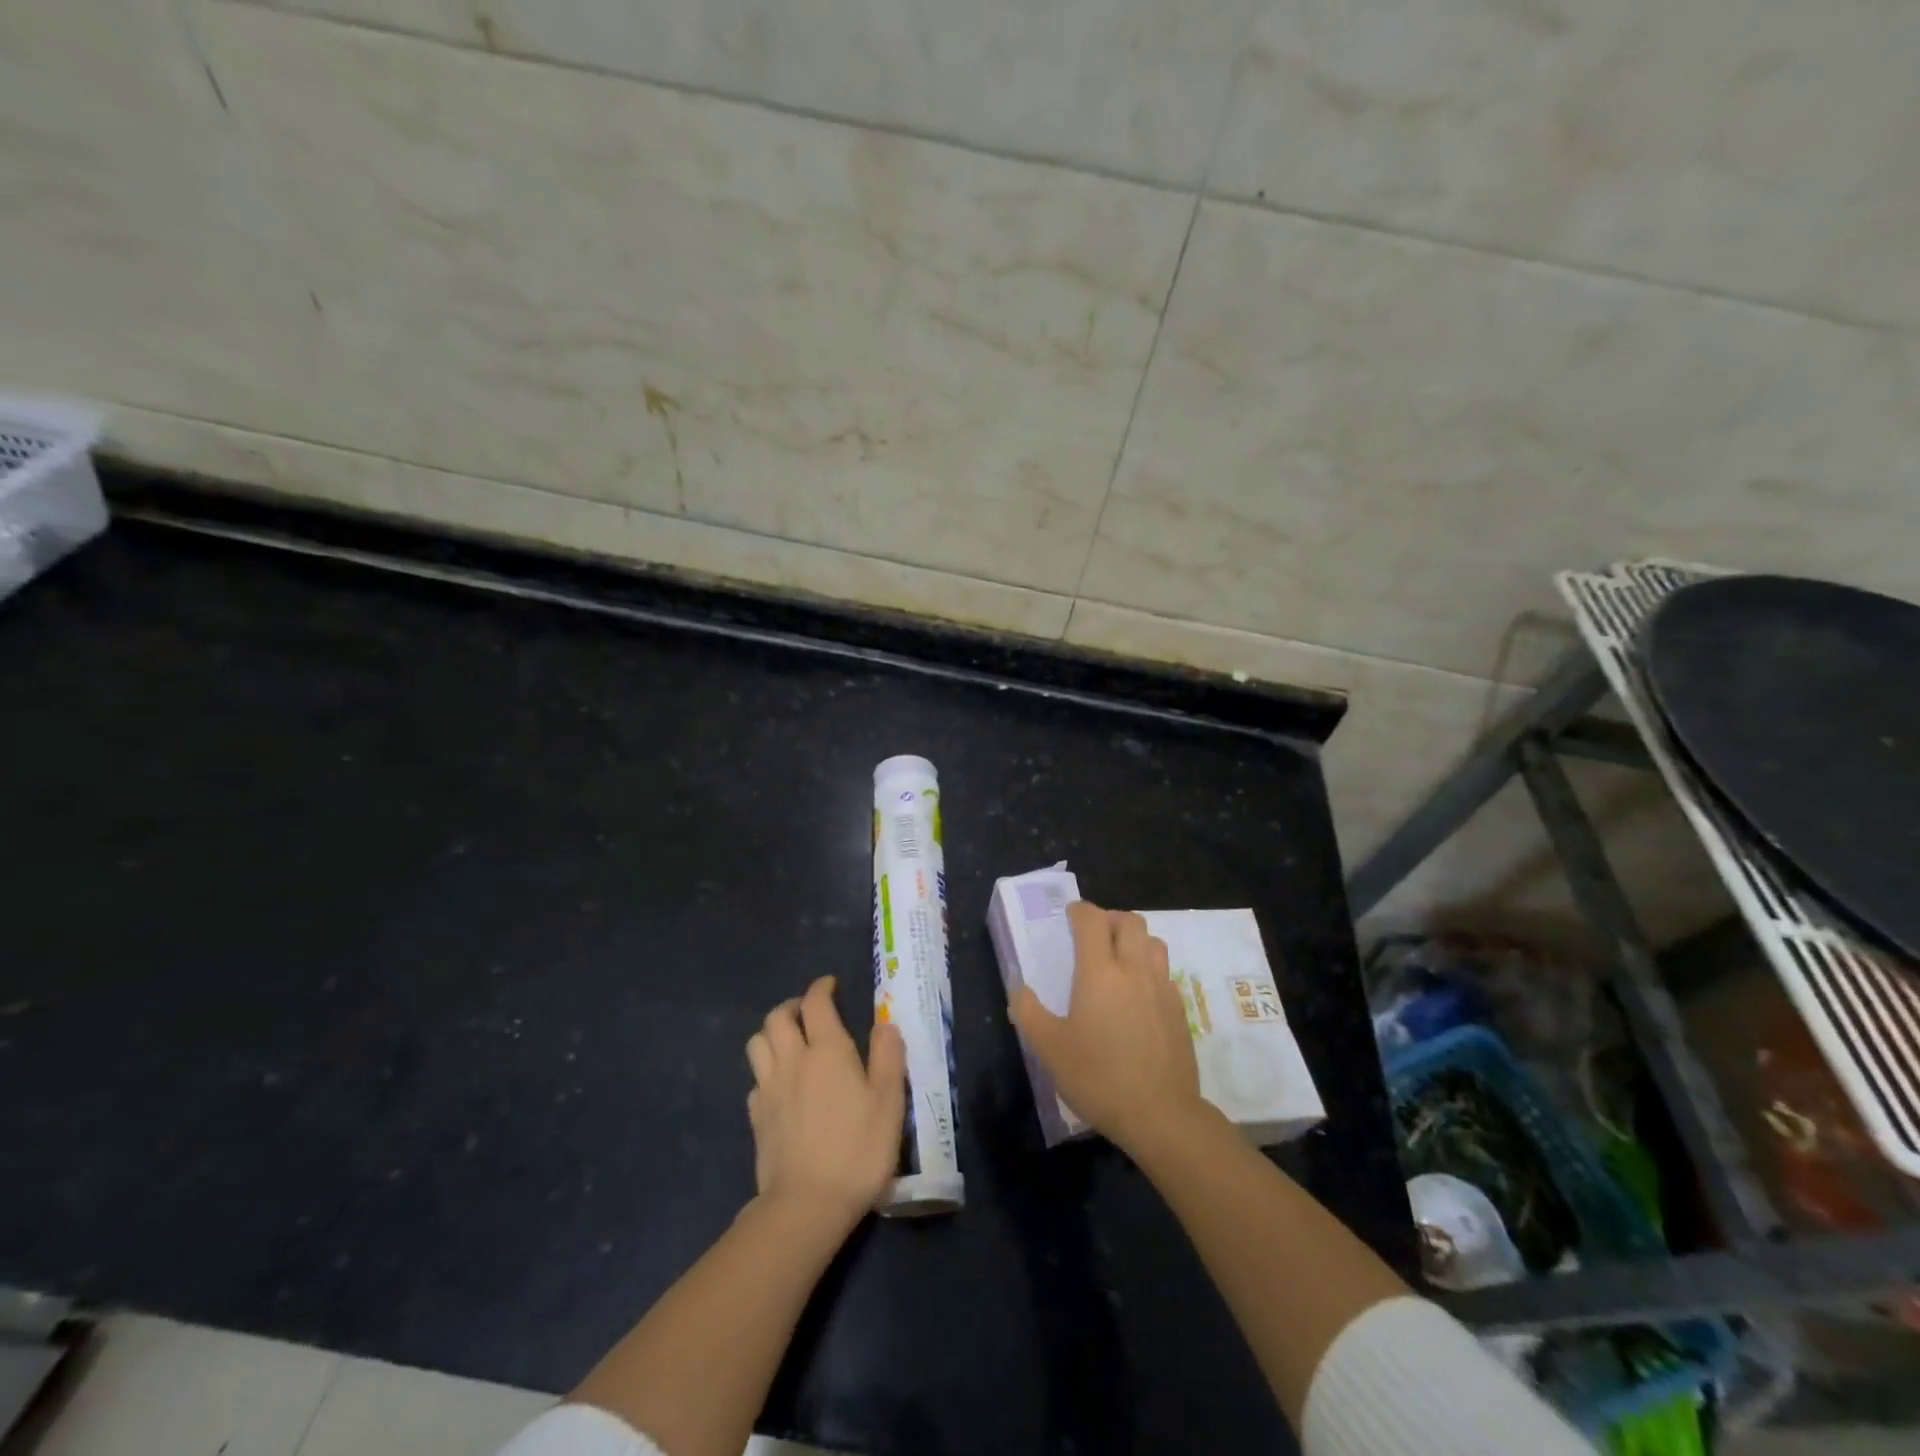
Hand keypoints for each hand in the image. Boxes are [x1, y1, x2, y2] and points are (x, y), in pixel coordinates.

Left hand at [745, 976, 905, 1232]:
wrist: (807, 1204)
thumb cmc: (858, 1149)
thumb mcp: (890, 1101)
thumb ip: (888, 1056)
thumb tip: (885, 1024)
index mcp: (828, 1050)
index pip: (816, 1003)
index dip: (821, 987)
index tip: (831, 985)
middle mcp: (793, 1060)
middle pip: (777, 1017)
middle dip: (792, 1006)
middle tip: (808, 1013)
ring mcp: (769, 1089)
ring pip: (757, 1043)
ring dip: (771, 1034)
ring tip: (790, 1042)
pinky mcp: (757, 1118)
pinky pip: (755, 1080)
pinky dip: (766, 1072)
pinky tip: (780, 1086)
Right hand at [1010, 901, 1205, 1155]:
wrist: (1161, 1115)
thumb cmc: (1099, 1077)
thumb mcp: (1050, 1049)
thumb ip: (1029, 1013)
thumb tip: (1019, 989)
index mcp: (1100, 972)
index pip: (1092, 921)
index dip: (1080, 911)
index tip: (1070, 916)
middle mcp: (1134, 970)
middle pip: (1130, 922)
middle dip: (1110, 919)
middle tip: (1094, 935)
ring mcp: (1162, 989)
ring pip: (1154, 942)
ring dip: (1135, 940)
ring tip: (1119, 959)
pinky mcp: (1179, 1010)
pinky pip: (1164, 973)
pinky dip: (1149, 969)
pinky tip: (1138, 995)